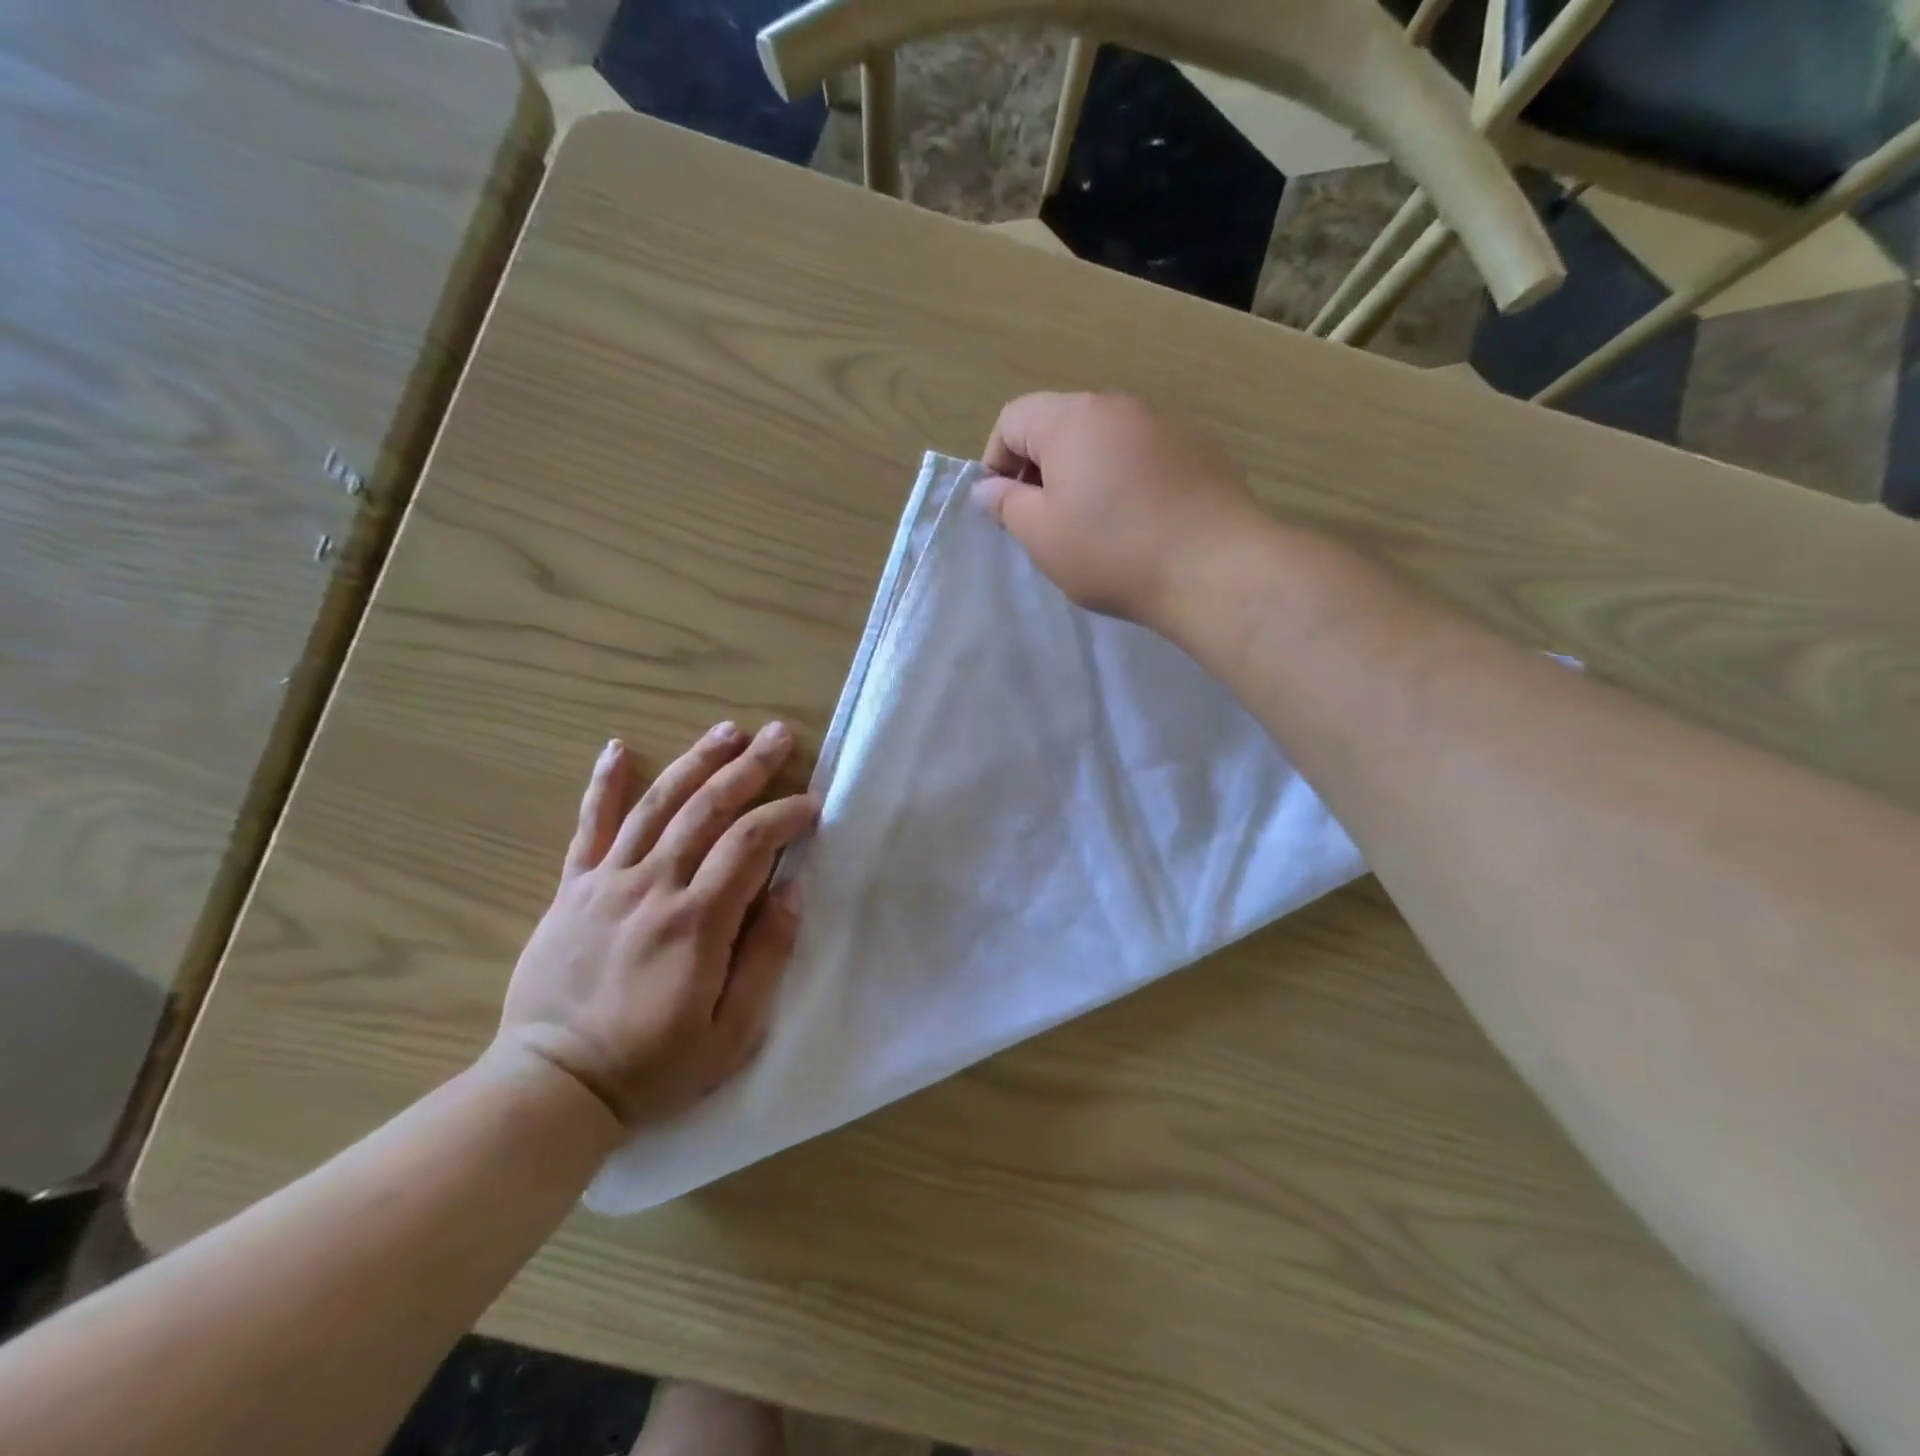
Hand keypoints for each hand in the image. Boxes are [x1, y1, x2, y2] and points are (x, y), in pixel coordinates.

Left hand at [495, 723, 817, 1130]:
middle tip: (778, 736)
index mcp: (696, 921)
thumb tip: (790, 891)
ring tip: (726, 730)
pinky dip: (604, 785)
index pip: (749, 844)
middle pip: (706, 808)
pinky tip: (619, 748)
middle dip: (748, 768)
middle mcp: (652, 887)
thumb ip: (766, 957)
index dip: (785, 815)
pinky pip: (589, 827)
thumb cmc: (654, 1065)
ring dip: (695, 761)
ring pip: (656, 805)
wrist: (553, 1085)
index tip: (812, 804)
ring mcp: (607, 883)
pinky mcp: (573, 890)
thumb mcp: (733, 1032)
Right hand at [973, 392, 1262, 630]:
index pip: (1013, 418)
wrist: (1215, 568)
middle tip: (1045, 522)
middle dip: (1041, 468)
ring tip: (1094, 526)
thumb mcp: (1042, 535)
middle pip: (1060, 425)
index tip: (1005, 509)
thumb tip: (988, 486)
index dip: (996, 461)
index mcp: (1072, 419)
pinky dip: (1126, 479)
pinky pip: (1143, 455)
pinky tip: (1139, 522)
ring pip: (1104, 441)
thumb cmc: (1112, 552)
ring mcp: (1165, 423)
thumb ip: (1006, 505)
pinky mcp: (1199, 448)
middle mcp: (1119, 406)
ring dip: (1085, 474)